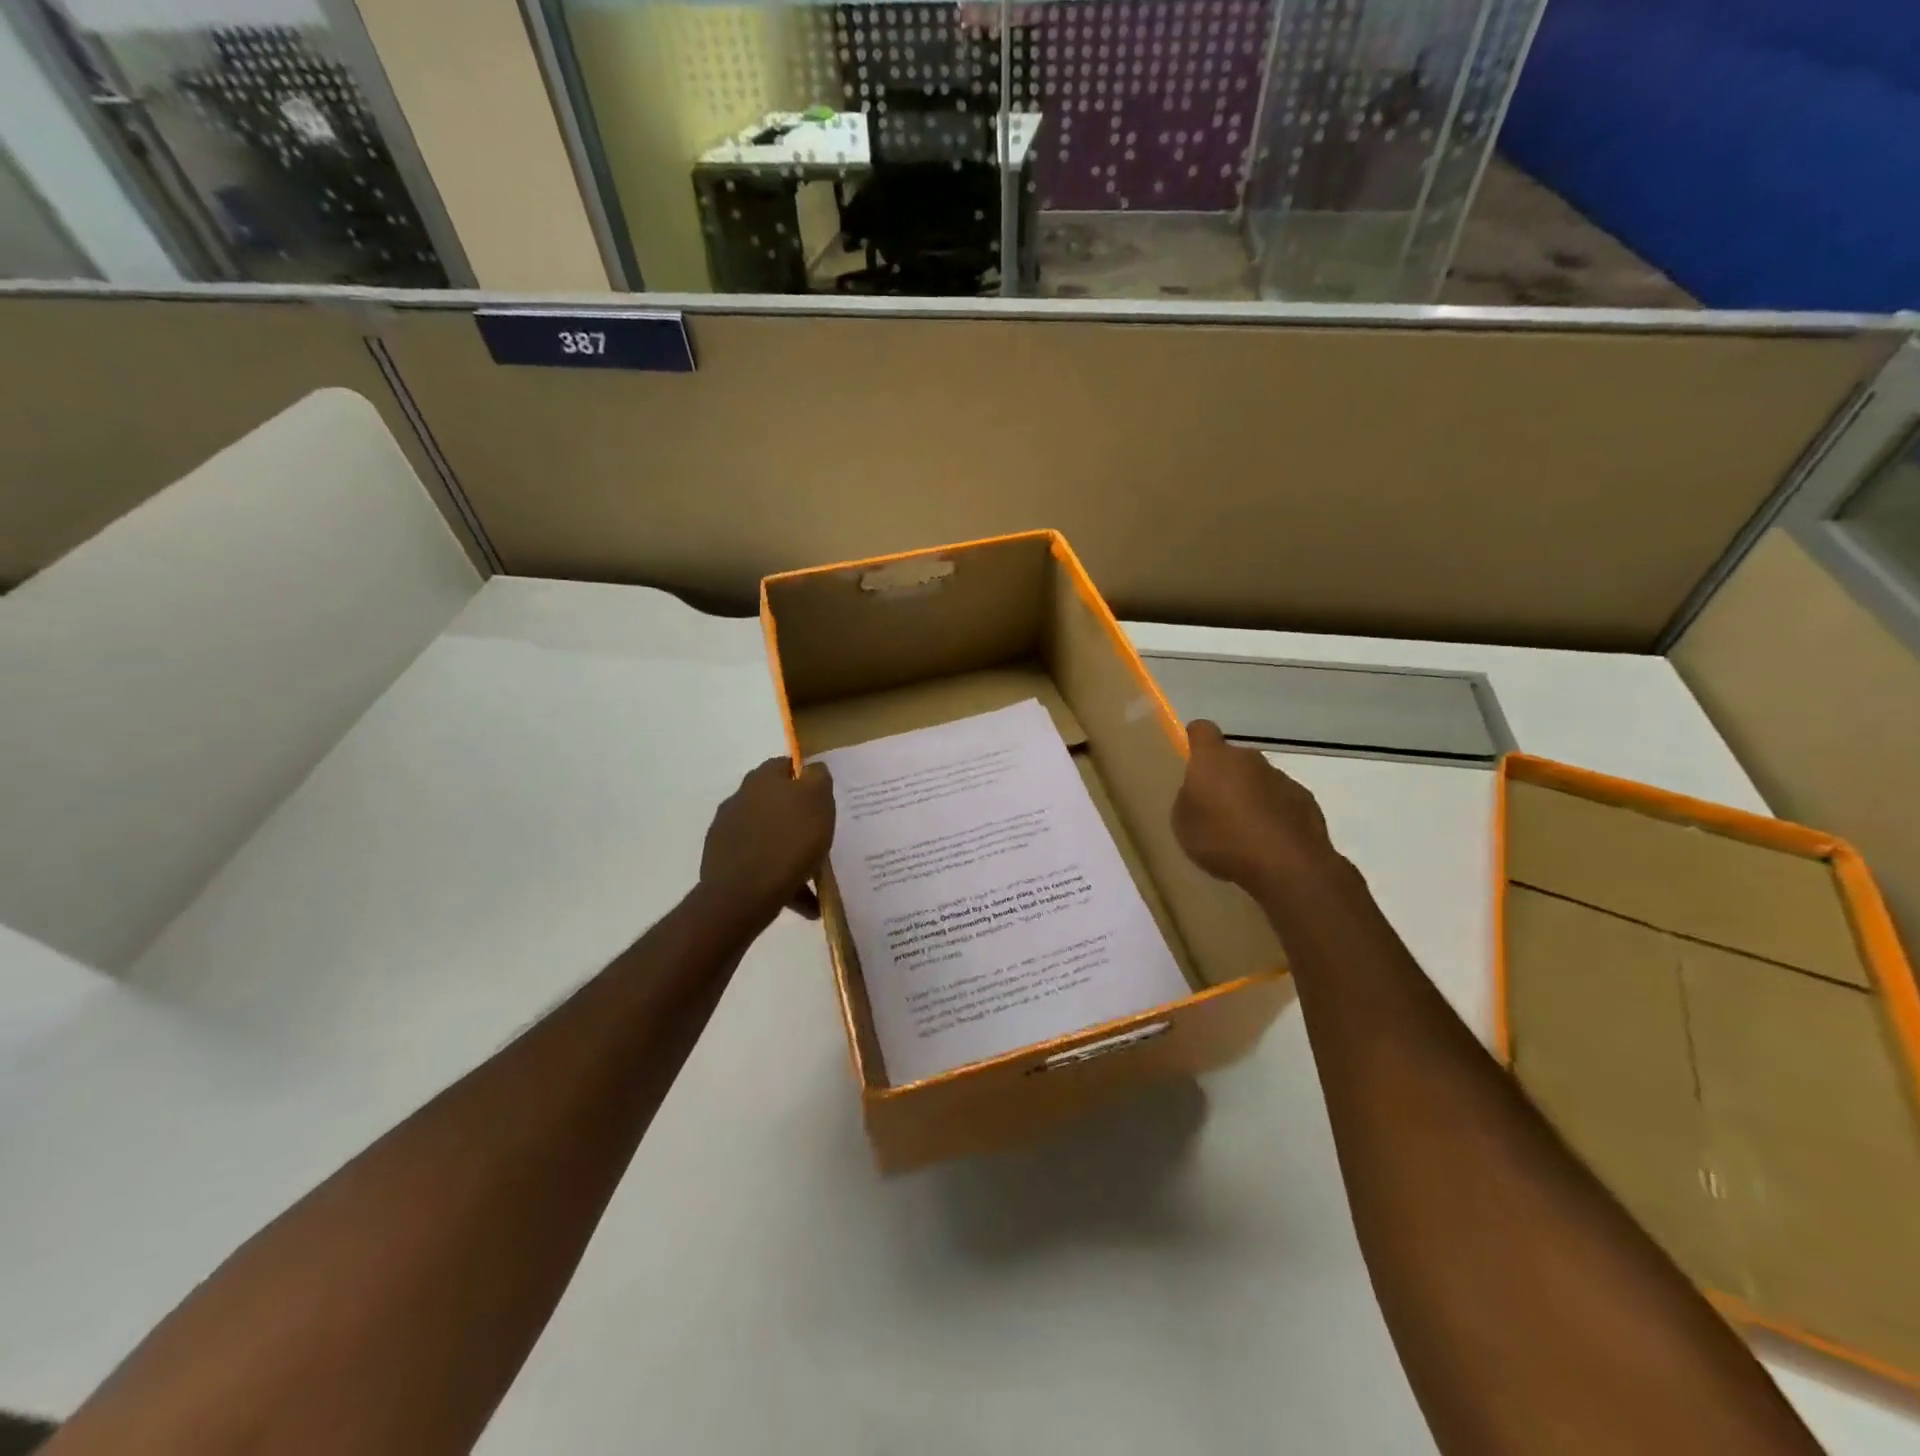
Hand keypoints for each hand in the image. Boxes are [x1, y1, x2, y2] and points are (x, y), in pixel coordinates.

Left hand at [700, 758, 835, 923]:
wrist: (743, 894)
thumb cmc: (789, 840)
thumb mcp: (817, 800)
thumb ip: (818, 777)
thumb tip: (812, 768)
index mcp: (762, 779)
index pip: (785, 765)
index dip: (806, 777)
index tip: (823, 797)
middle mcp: (740, 799)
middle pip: (775, 801)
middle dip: (796, 817)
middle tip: (819, 834)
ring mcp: (727, 831)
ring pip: (768, 836)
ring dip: (788, 850)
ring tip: (813, 877)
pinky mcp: (722, 862)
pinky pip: (759, 864)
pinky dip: (779, 877)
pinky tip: (801, 900)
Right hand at [1172, 720, 1338, 899]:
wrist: (1286, 865)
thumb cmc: (1223, 840)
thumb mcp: (1183, 824)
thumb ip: (1188, 799)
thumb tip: (1199, 793)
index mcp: (1213, 759)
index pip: (1201, 730)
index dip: (1194, 740)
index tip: (1190, 757)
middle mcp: (1248, 759)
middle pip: (1232, 758)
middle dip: (1224, 776)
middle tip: (1215, 808)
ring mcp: (1280, 777)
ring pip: (1258, 779)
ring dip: (1250, 796)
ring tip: (1243, 831)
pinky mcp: (1304, 798)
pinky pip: (1281, 799)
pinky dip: (1274, 813)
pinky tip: (1269, 841)